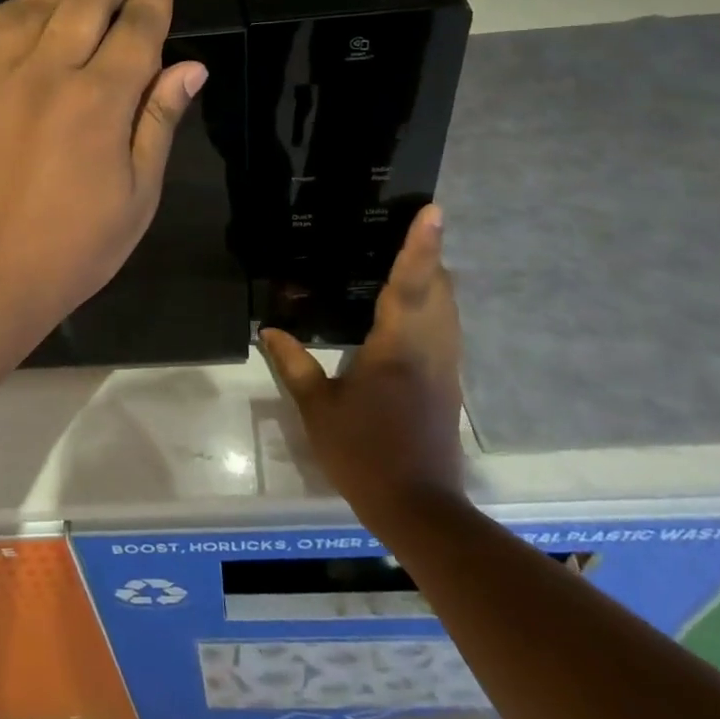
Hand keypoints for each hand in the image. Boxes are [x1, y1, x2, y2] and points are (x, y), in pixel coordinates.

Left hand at [0, 0, 207, 344]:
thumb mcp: (137, 194)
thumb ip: (159, 121)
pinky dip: (12, 7)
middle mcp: (48, 72)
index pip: (136, 29)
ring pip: (34, 5)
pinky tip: (24, 4)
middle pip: (85, 3)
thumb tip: (189, 66)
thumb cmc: (73, 245)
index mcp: (100, 100)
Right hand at [260, 206, 464, 515]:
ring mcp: (445, 365)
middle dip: (428, 254)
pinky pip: (446, 326)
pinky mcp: (449, 382)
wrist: (420, 509)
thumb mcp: (320, 410)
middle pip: (440, 287)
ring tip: (408, 255)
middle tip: (404, 226)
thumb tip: (270, 329)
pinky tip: (410, 307)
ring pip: (449, 307)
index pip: (411, 283)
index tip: (433, 210)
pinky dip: (433, 303)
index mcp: (398, 347)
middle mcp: (430, 347)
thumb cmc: (366, 455)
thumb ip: (294, 366)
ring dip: (434, 277)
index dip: (421, 244)